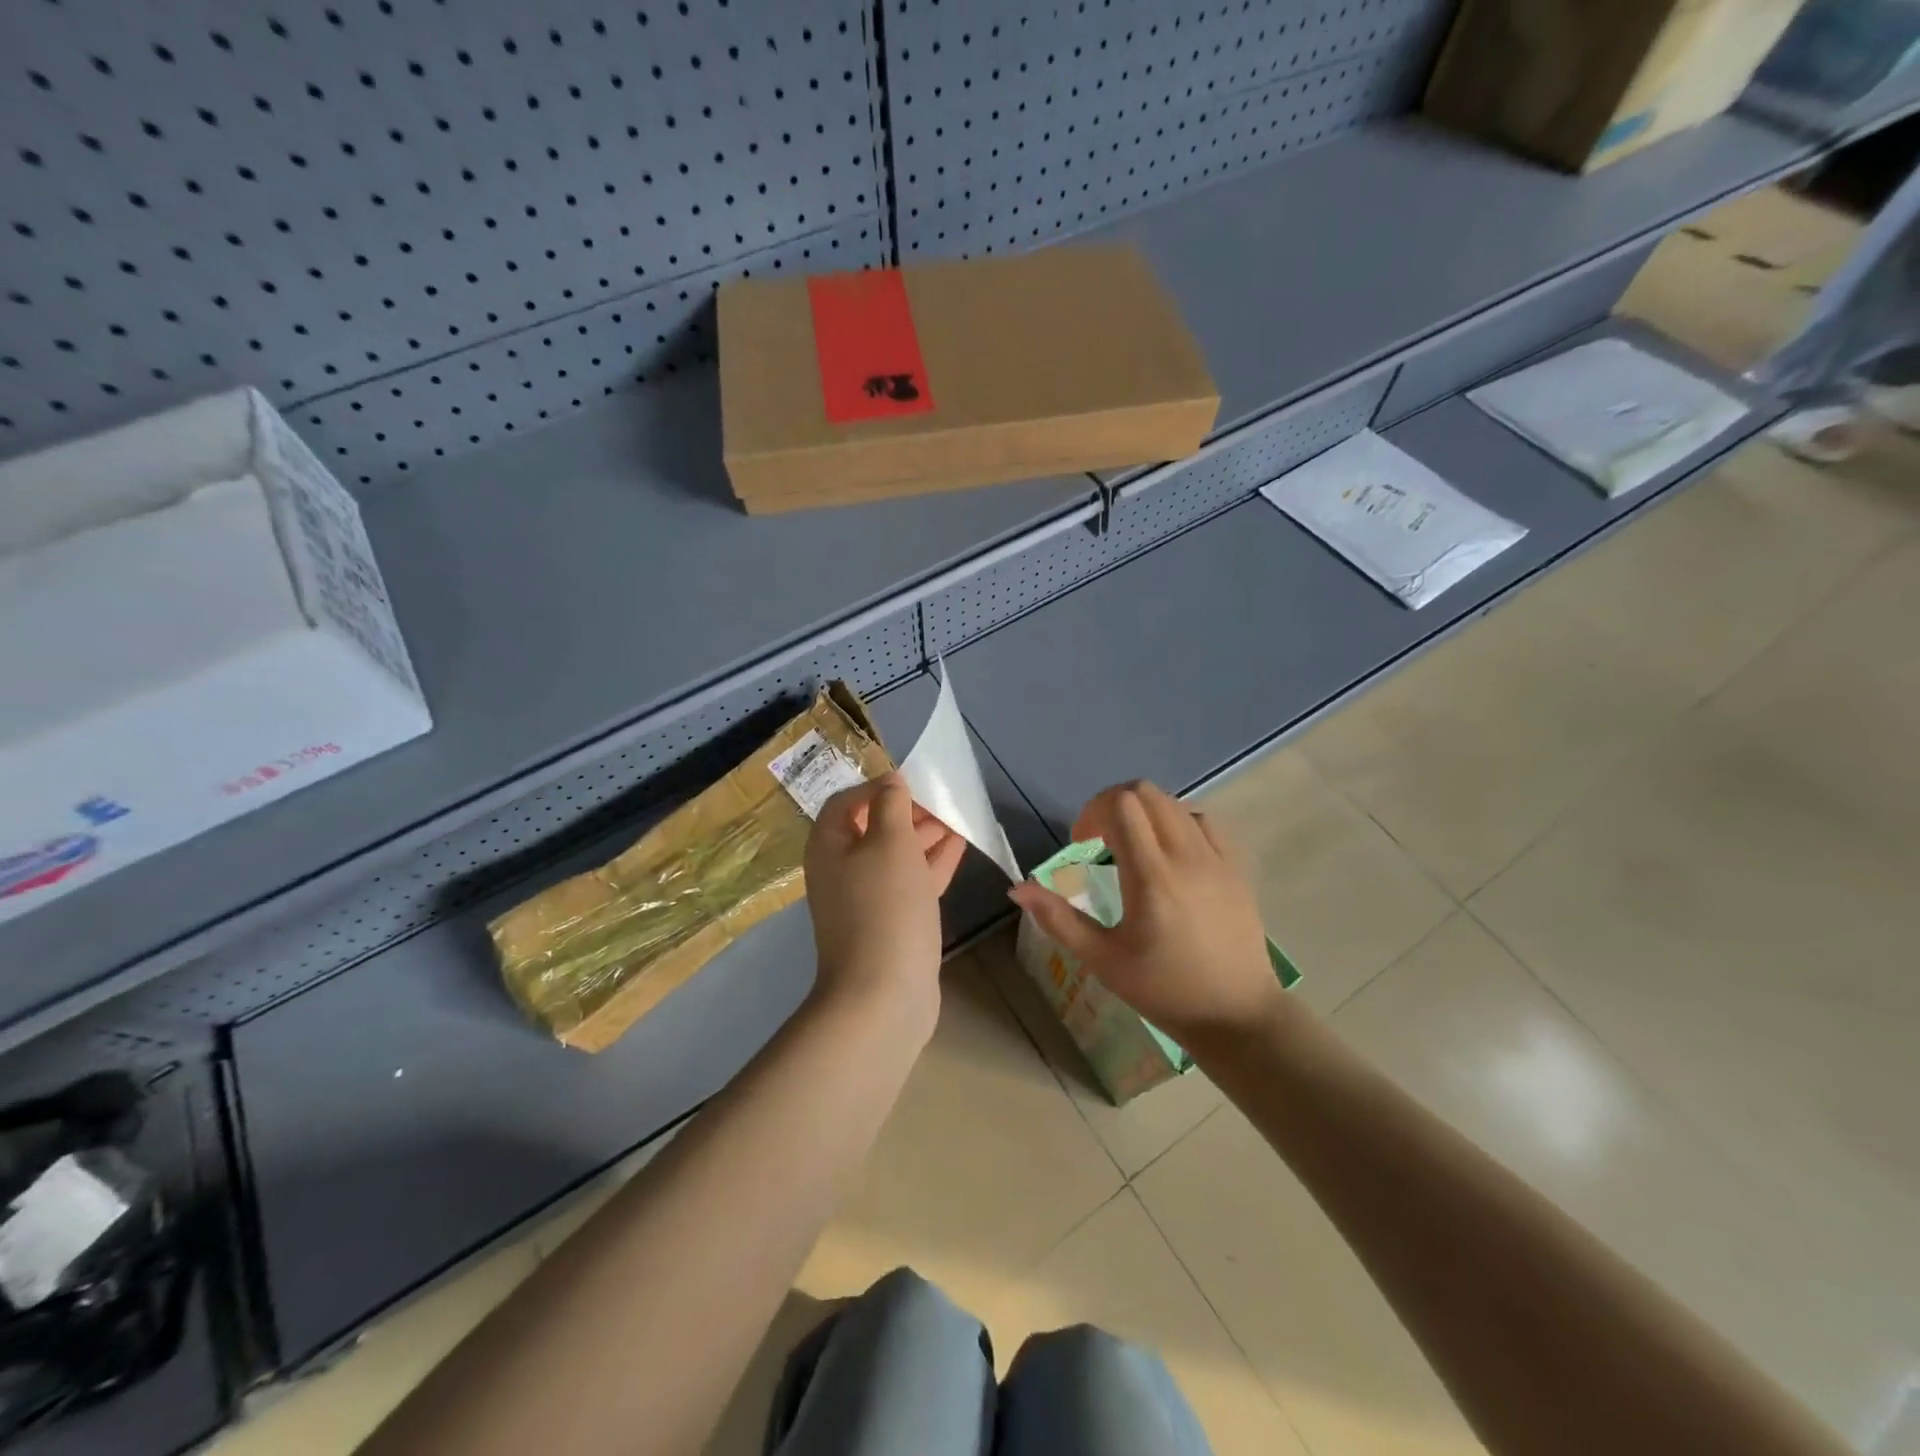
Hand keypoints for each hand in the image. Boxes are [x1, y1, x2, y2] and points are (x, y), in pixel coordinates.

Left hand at [803, 774, 965, 1036]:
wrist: (883, 995)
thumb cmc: (884, 906)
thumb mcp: (889, 843)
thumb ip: (891, 805)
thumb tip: (890, 781)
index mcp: (829, 846)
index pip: (847, 802)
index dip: (877, 787)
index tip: (913, 782)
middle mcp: (842, 870)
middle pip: (873, 827)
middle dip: (907, 811)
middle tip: (942, 800)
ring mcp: (867, 899)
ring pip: (896, 855)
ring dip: (924, 835)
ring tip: (958, 817)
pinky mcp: (892, 922)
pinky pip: (911, 881)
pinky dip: (932, 862)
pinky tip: (959, 846)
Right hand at [1007, 780, 1285, 1047]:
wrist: (1236, 1014)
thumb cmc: (1164, 990)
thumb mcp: (1103, 960)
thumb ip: (1058, 919)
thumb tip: (1018, 888)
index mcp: (1151, 877)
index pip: (1121, 806)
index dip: (1092, 813)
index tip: (1082, 844)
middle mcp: (1186, 856)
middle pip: (1145, 793)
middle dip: (1113, 804)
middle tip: (1100, 840)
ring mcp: (1216, 858)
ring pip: (1174, 802)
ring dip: (1144, 812)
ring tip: (1133, 847)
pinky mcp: (1236, 867)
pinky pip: (1203, 821)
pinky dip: (1178, 822)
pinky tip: (1170, 853)